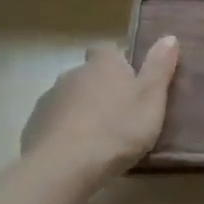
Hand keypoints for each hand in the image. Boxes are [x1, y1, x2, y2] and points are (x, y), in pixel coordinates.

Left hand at [21, 38, 179, 185]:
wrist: (64, 166)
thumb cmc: (117, 130)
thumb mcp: (151, 99)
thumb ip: (160, 68)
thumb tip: (169, 36)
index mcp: (103, 65)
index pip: (107, 50)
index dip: (118, 62)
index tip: (130, 80)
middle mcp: (73, 74)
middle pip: (88, 75)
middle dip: (101, 88)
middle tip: (121, 114)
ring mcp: (49, 100)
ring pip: (70, 99)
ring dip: (82, 111)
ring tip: (99, 138)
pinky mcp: (34, 126)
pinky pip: (54, 123)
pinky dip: (65, 132)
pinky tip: (76, 153)